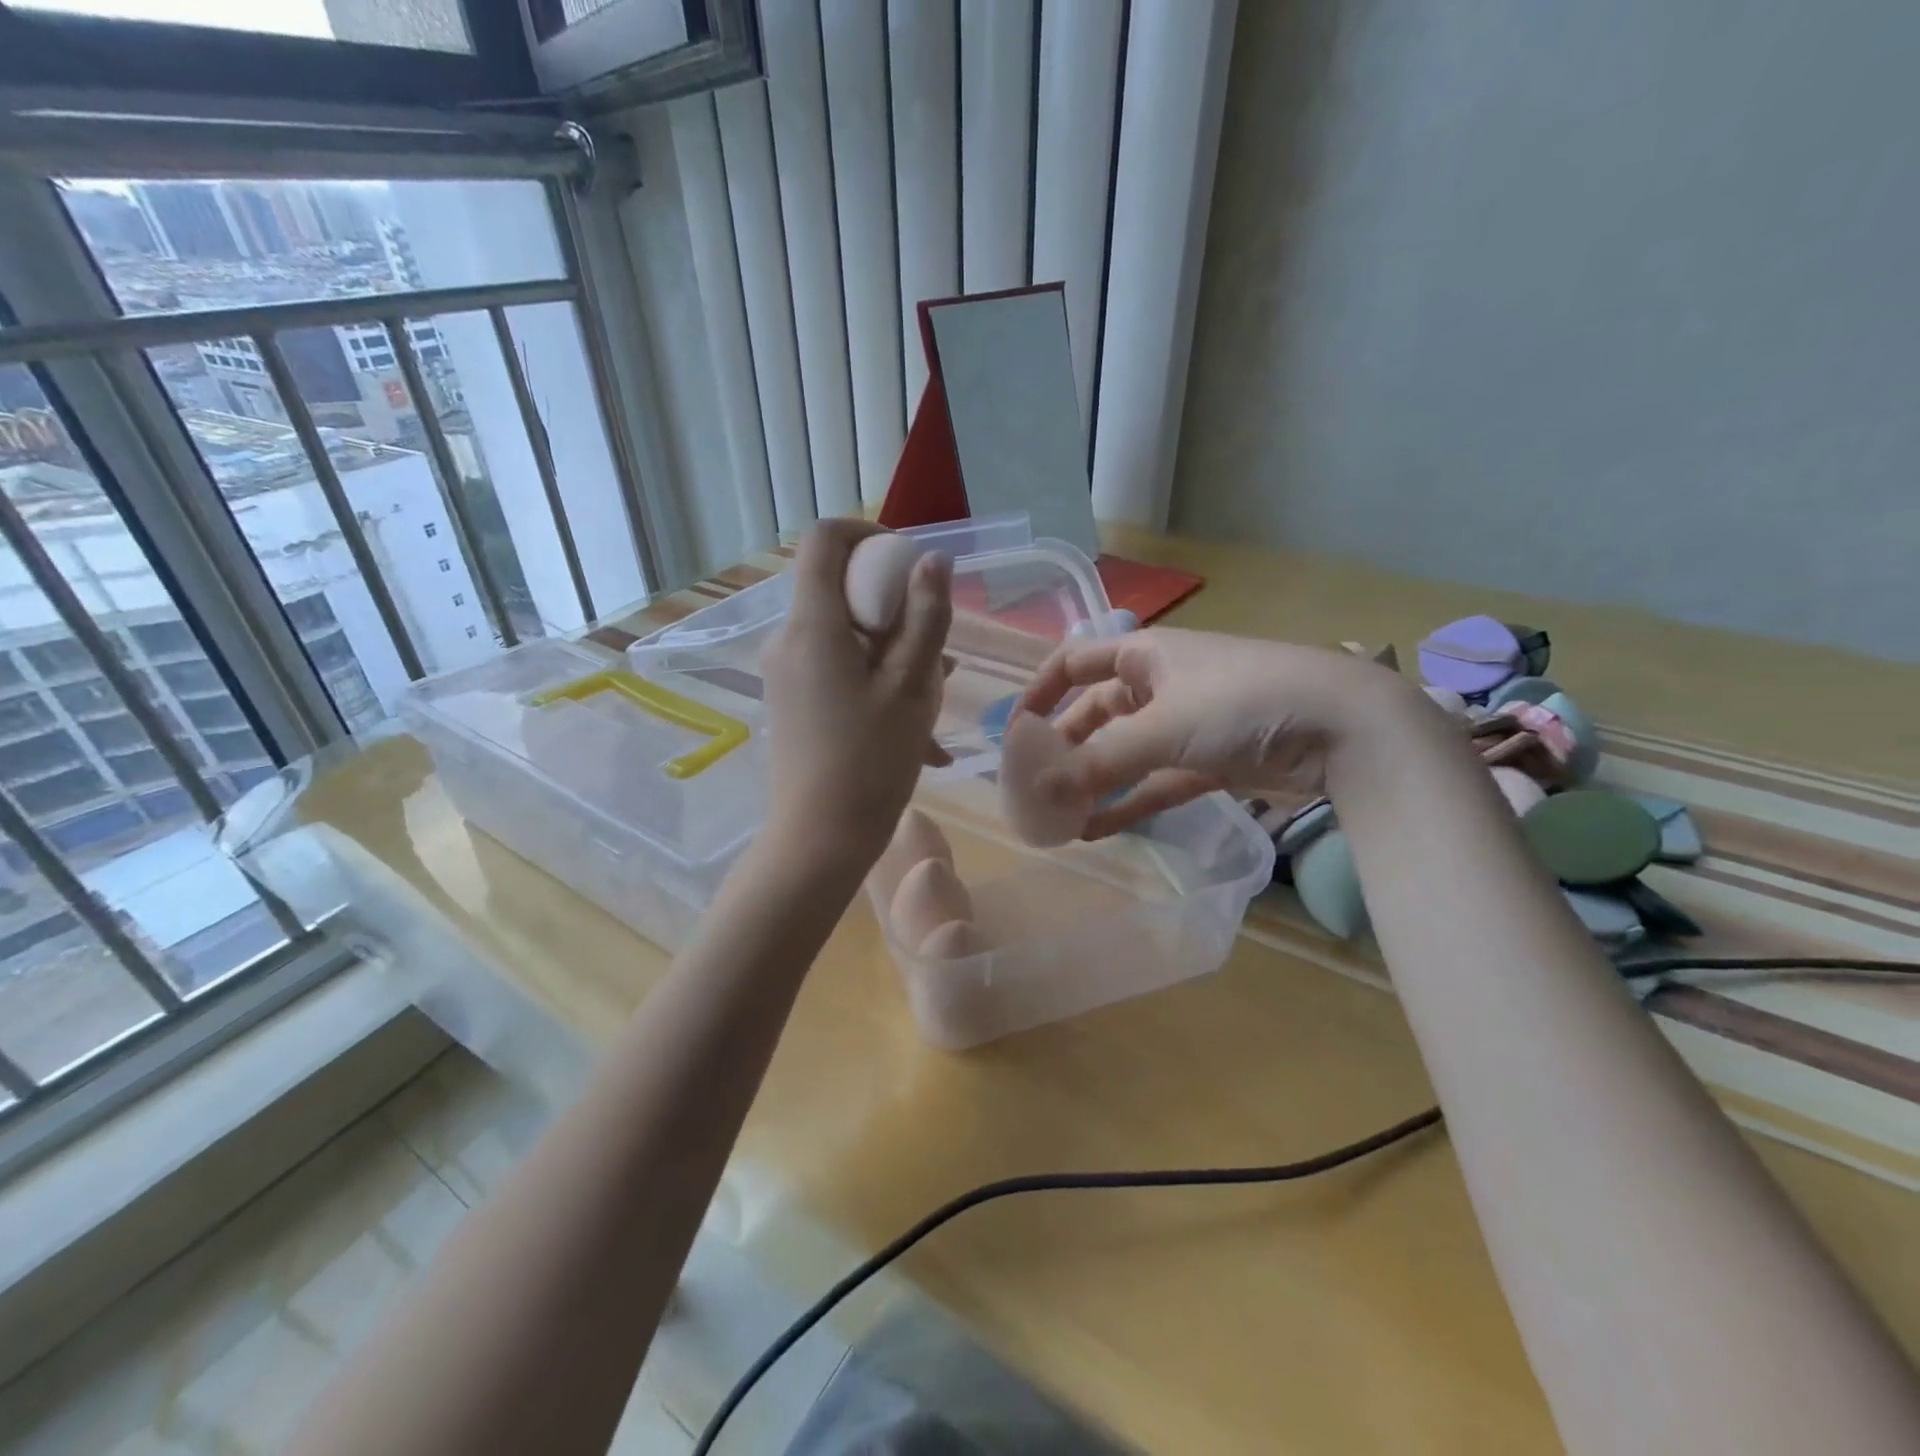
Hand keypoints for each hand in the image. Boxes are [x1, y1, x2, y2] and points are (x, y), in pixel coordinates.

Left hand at [761, 520, 952, 868]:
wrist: (820, 838)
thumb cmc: (871, 760)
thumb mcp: (912, 686)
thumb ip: (926, 616)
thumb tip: (933, 560)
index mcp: (812, 625)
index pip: (825, 540)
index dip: (870, 536)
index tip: (910, 566)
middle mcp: (789, 639)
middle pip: (840, 590)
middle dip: (895, 607)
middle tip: (937, 650)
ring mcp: (786, 672)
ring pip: (846, 635)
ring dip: (894, 650)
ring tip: (936, 694)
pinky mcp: (792, 700)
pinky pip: (838, 669)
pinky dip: (876, 680)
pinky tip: (917, 729)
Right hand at [1017, 627, 1404, 837]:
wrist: (1341, 725)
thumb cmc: (1240, 703)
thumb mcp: (1161, 729)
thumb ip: (1098, 763)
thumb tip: (1036, 792)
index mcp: (1145, 655)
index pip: (1075, 662)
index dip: (1041, 692)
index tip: (1015, 732)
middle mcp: (1160, 684)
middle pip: (1097, 712)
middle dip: (1065, 746)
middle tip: (1034, 784)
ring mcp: (1187, 724)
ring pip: (1125, 752)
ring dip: (1094, 780)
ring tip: (1057, 814)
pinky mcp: (1210, 761)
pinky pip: (1156, 781)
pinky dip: (1129, 802)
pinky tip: (1095, 829)